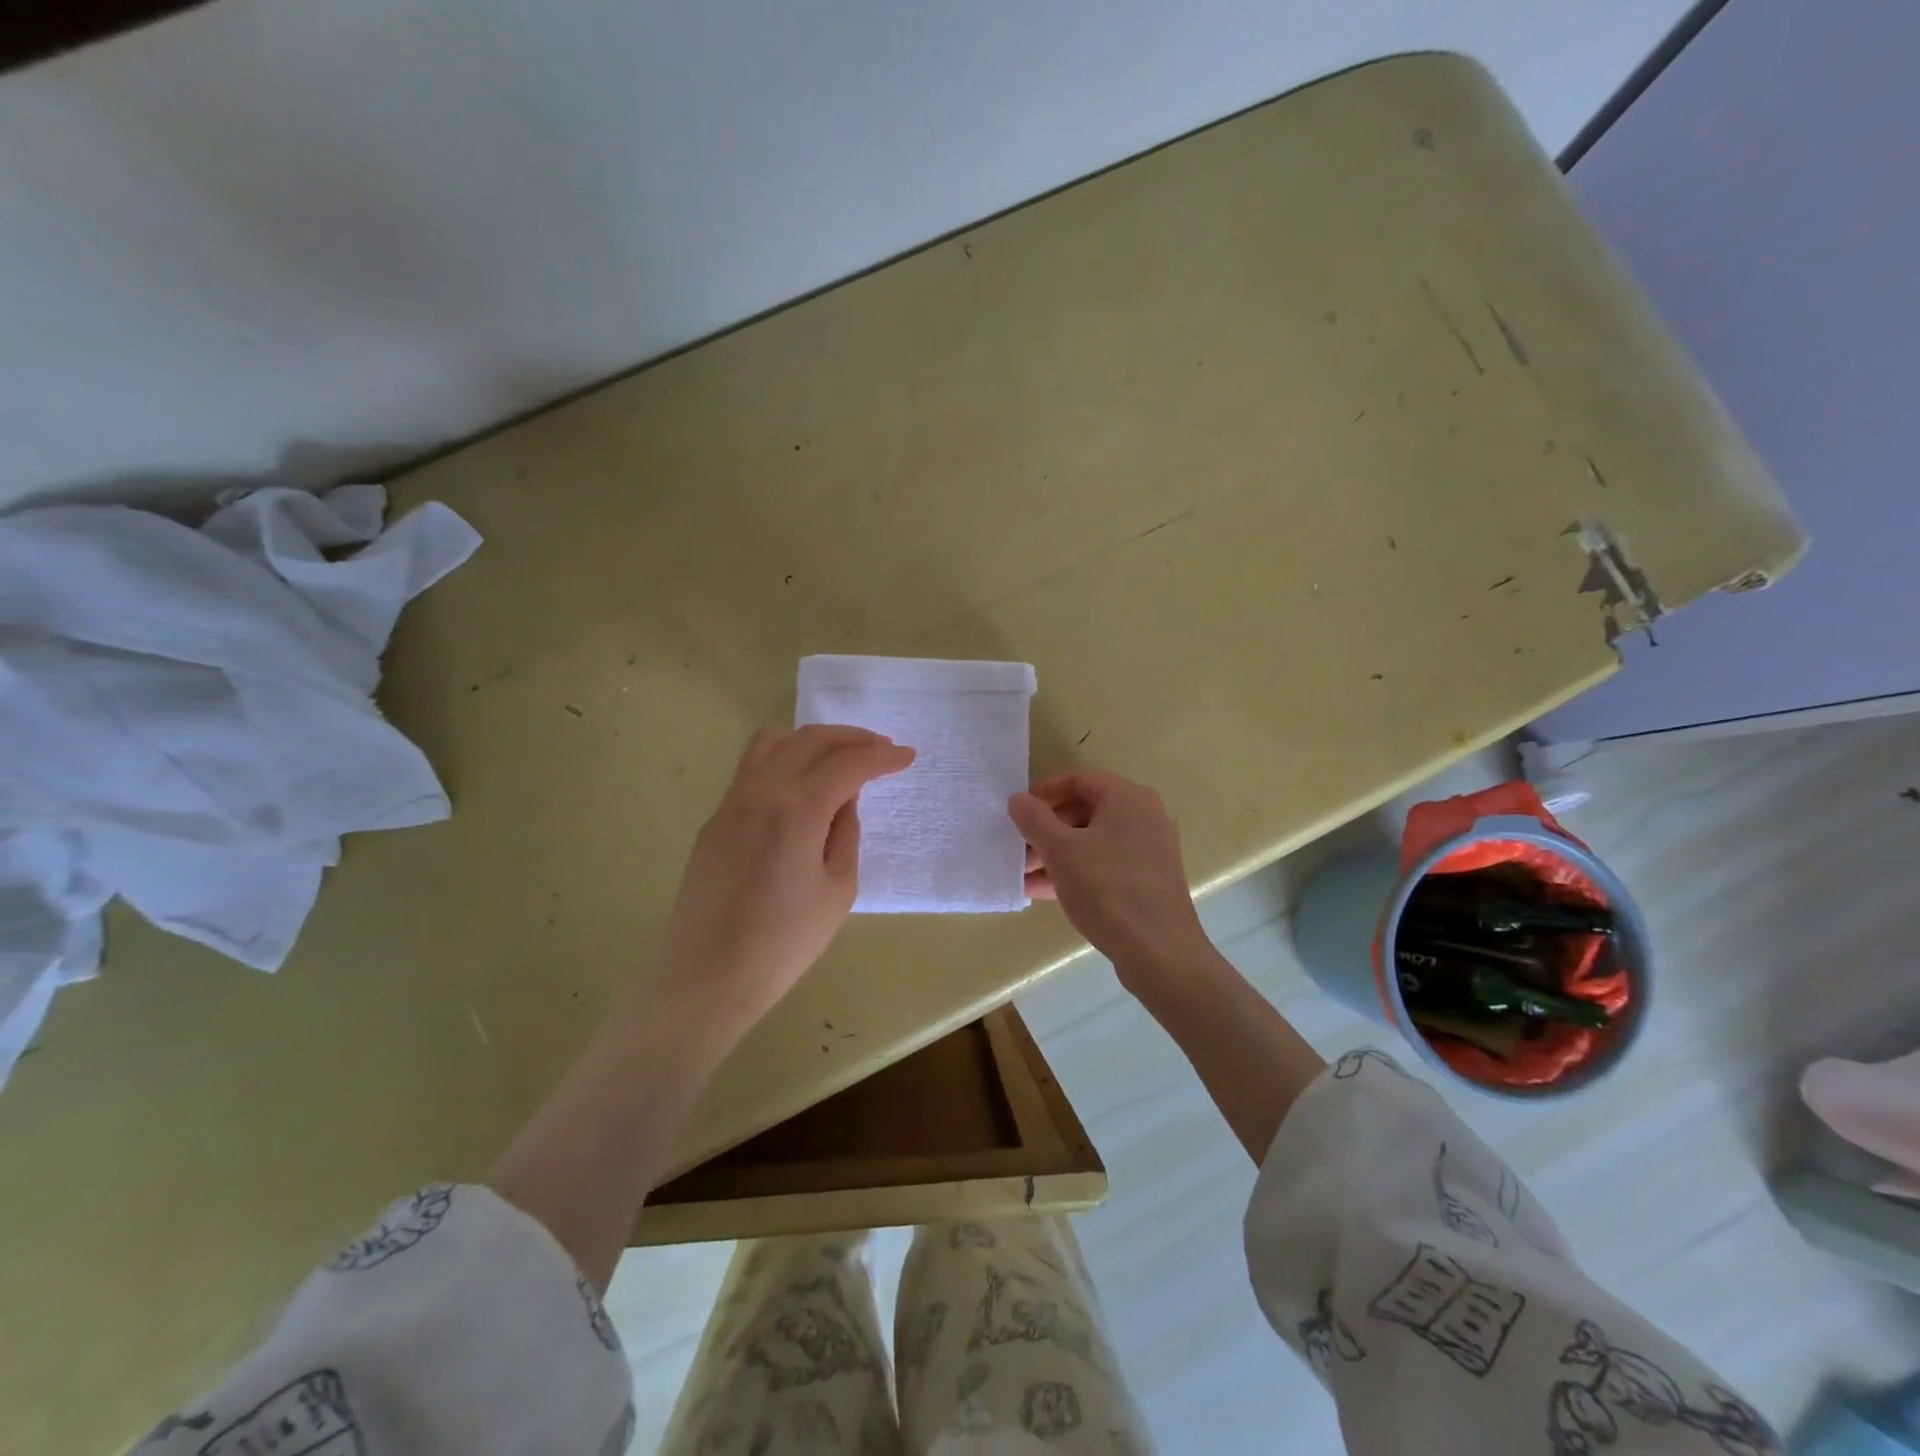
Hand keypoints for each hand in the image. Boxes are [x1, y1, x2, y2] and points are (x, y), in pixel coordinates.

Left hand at [657, 725, 914, 1029]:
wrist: (709, 977)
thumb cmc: (784, 943)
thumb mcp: (838, 890)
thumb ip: (845, 833)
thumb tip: (843, 800)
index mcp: (796, 809)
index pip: (847, 763)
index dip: (882, 756)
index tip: (907, 757)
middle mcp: (760, 791)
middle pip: (810, 740)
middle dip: (852, 738)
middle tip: (881, 749)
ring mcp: (731, 803)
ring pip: (773, 743)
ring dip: (813, 741)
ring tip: (839, 758)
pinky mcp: (715, 820)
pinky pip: (752, 769)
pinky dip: (785, 760)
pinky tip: (801, 787)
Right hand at [1009, 769, 1213, 983]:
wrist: (1159, 952)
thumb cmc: (1107, 889)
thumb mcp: (1060, 851)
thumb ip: (1034, 820)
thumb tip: (1018, 800)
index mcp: (1128, 798)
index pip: (1079, 780)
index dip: (1044, 792)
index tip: (1017, 811)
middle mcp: (1144, 817)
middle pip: (1085, 811)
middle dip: (1047, 830)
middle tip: (1018, 848)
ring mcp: (1149, 851)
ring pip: (1093, 842)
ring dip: (1056, 854)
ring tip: (1022, 875)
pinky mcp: (1148, 881)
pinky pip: (1105, 865)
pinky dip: (1076, 872)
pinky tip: (1042, 892)